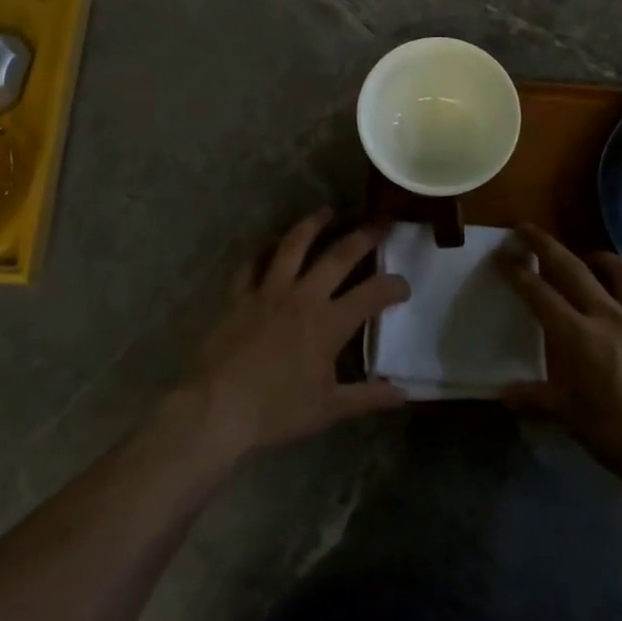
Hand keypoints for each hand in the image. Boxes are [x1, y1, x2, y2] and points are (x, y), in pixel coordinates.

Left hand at [182, 209, 410, 462]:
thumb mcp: (328, 409)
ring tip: (328, 210)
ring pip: (294, 245)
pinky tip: (271, 243)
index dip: (393, 286)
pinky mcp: (239, 293)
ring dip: (314, 224)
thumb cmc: (276, 410)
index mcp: (329, 323)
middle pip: (339, 255)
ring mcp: (268, 290)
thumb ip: (367, 397)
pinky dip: (264, 249)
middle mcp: (303, 296)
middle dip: (364, 236)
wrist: (217, 406)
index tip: (403, 285)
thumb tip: (403, 394)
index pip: (372, 294)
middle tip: (380, 221)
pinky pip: (253, 262)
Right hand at [502, 224, 621, 505]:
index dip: (517, 273)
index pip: (539, 294)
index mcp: (579, 336)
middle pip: (572, 267)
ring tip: (588, 259)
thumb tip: (503, 394)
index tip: (502, 256)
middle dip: (545, 245)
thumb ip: (536, 398)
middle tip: (527, 229)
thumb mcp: (572, 419)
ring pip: (620, 270)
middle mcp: (609, 315)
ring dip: (598, 257)